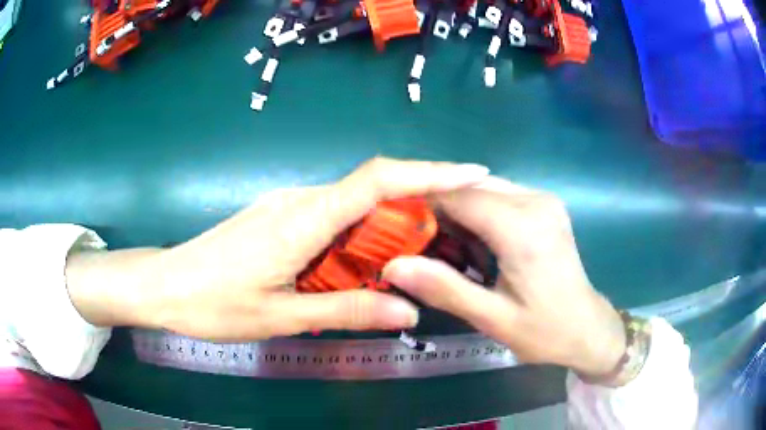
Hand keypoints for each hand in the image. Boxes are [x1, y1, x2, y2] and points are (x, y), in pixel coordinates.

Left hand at [126, 157, 489, 340]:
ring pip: (350, 206)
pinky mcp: (276, 218)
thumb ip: (345, 311)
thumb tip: (407, 311)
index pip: (378, 180)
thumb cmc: (214, 303)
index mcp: (303, 219)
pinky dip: (357, 236)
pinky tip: (360, 265)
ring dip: (385, 227)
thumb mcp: (281, 316)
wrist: (165, 286)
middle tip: (448, 237)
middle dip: (415, 206)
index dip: (429, 172)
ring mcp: (285, 206)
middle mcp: (299, 200)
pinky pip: (329, 218)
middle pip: (370, 190)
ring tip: (411, 258)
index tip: (471, 173)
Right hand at [382, 177, 625, 376]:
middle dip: (440, 211)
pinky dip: (479, 216)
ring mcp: (543, 199)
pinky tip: (474, 245)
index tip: (394, 227)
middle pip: (470, 187)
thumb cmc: (544, 330)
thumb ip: (444, 289)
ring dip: (459, 214)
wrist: (587, 328)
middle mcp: (535, 200)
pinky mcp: (545, 205)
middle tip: (416, 244)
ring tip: (444, 248)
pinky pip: (500, 197)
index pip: (459, 196)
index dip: (422, 205)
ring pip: (483, 189)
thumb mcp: (492, 318)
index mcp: (523, 227)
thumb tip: (392, 266)